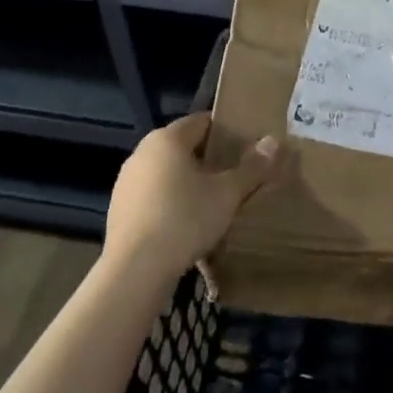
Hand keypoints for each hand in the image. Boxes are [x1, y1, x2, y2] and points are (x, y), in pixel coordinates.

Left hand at [104, 112, 281, 279]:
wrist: (135, 270)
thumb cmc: (185, 219)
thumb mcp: (227, 194)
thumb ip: (252, 167)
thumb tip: (274, 142)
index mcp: (167, 139)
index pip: (202, 122)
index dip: (226, 132)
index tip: (245, 149)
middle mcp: (142, 152)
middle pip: (183, 147)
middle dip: (207, 160)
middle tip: (233, 178)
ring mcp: (126, 181)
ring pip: (166, 173)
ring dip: (187, 183)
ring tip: (212, 204)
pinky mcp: (118, 209)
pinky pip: (152, 197)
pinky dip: (169, 204)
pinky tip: (184, 226)